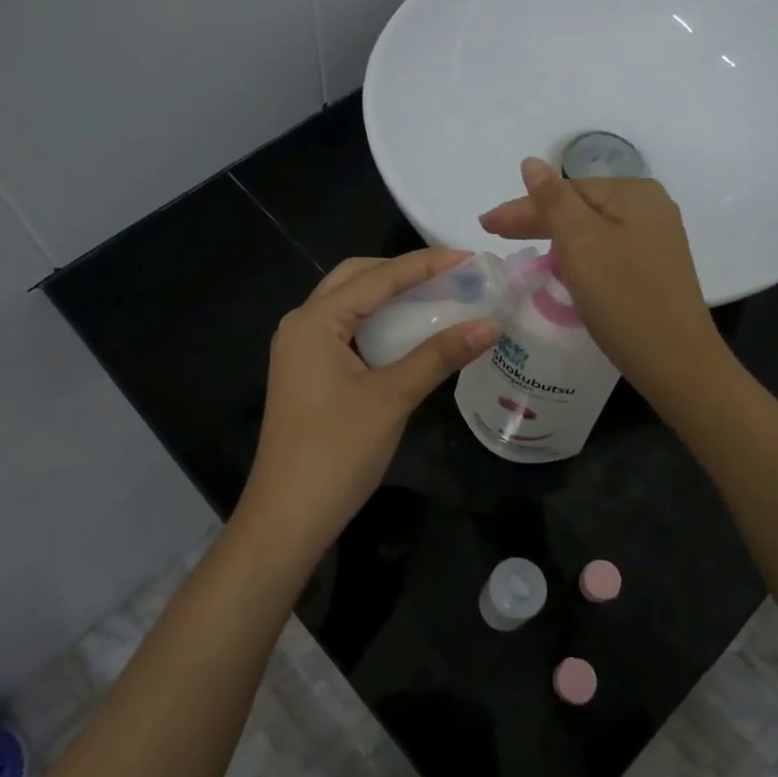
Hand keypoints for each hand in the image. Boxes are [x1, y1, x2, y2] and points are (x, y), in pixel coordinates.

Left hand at [242, 249, 498, 550]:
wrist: (287, 518)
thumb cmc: (336, 452)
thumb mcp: (392, 398)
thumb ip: (439, 355)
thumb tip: (490, 323)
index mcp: (314, 321)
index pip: (378, 277)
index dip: (427, 264)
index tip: (471, 258)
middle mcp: (302, 325)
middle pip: (357, 279)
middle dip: (403, 272)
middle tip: (451, 276)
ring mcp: (302, 351)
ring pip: (351, 306)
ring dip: (391, 298)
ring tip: (438, 297)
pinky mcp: (309, 374)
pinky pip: (348, 333)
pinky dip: (380, 325)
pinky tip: (411, 334)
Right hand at [479, 158, 728, 400]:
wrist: (675, 361)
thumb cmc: (623, 296)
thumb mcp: (581, 242)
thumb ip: (553, 201)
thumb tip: (531, 162)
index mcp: (635, 193)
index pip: (566, 190)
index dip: (524, 207)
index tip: (486, 225)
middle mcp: (650, 209)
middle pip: (580, 207)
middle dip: (536, 221)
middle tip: (493, 233)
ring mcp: (654, 241)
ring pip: (591, 231)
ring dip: (554, 238)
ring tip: (520, 247)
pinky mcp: (652, 271)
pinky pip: (604, 252)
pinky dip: (577, 257)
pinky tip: (560, 266)